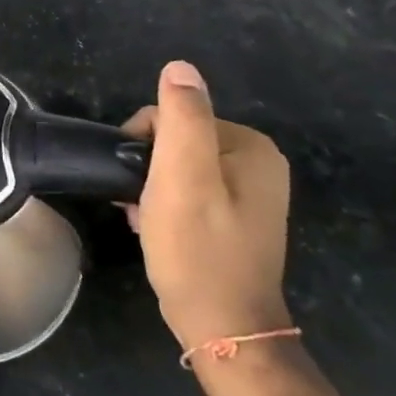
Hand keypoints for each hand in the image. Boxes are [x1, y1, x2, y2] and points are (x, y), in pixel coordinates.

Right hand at [121, 61, 291, 351]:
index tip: (138, 182)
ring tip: (145, 219)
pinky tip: (156, 227)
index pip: (174, 117)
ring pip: (177, 167)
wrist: (222, 329)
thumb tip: (180, 67)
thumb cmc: (197, 250)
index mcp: (251, 147)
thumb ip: (182, 119)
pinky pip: (188, 190)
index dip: (143, 145)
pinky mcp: (236, 217)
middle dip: (148, 169)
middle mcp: (258, 163)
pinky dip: (165, 204)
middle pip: (176, 141)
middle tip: (141, 205)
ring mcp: (250, 192)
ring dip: (152, 188)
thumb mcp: (182, 178)